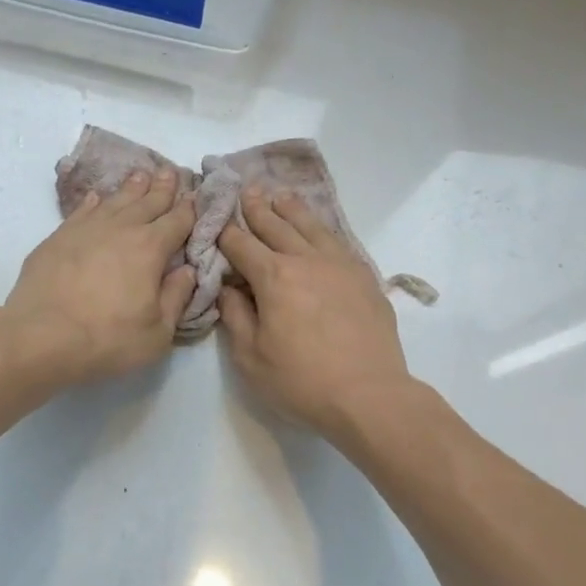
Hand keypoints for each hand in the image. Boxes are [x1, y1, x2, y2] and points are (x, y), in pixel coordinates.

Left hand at [1, 167, 196, 385]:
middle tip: (172, 171)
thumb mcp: (157, 332)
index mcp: (151, 249)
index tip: (196, 196)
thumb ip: (176, 297)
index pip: (177, 221)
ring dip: (131, 188)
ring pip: (115, 200)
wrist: (40, 337)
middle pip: (147, 202)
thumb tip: (187, 270)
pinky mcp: (58, 237)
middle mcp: (121, 229)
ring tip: (141, 175)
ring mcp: (86, 229)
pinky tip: (97, 197)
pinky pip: (82, 210)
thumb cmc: (107, 339)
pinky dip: (94, 201)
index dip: (189, 208)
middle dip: (163, 187)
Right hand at [217, 188, 413, 439]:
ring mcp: (340, 265)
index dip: (225, 231)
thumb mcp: (250, 356)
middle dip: (257, 209)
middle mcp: (307, 260)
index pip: (241, 245)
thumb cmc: (301, 381)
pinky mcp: (364, 277)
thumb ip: (235, 316)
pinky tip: (319, 230)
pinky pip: (338, 242)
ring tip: (281, 196)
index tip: (216, 218)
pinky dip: (322, 229)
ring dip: (292, 210)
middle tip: (246, 191)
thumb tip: (229, 288)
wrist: (369, 395)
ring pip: (311, 227)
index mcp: (274, 277)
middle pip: (277, 226)